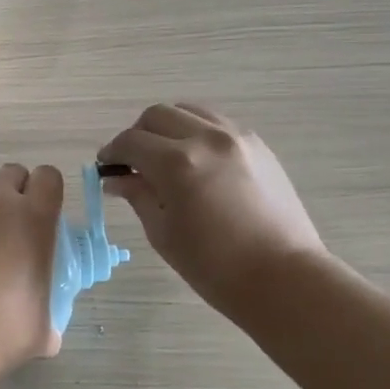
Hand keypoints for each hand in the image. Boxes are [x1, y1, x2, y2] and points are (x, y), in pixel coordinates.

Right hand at [98, 104, 324, 315]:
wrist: (282, 277)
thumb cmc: (214, 266)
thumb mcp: (163, 232)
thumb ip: (138, 195)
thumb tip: (117, 178)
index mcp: (177, 163)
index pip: (131, 142)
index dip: (112, 152)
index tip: (106, 167)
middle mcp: (206, 138)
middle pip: (157, 115)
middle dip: (138, 135)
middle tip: (133, 162)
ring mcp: (236, 137)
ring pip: (189, 111)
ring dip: (168, 127)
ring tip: (165, 156)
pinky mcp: (258, 145)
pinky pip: (216, 123)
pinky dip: (197, 132)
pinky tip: (196, 161)